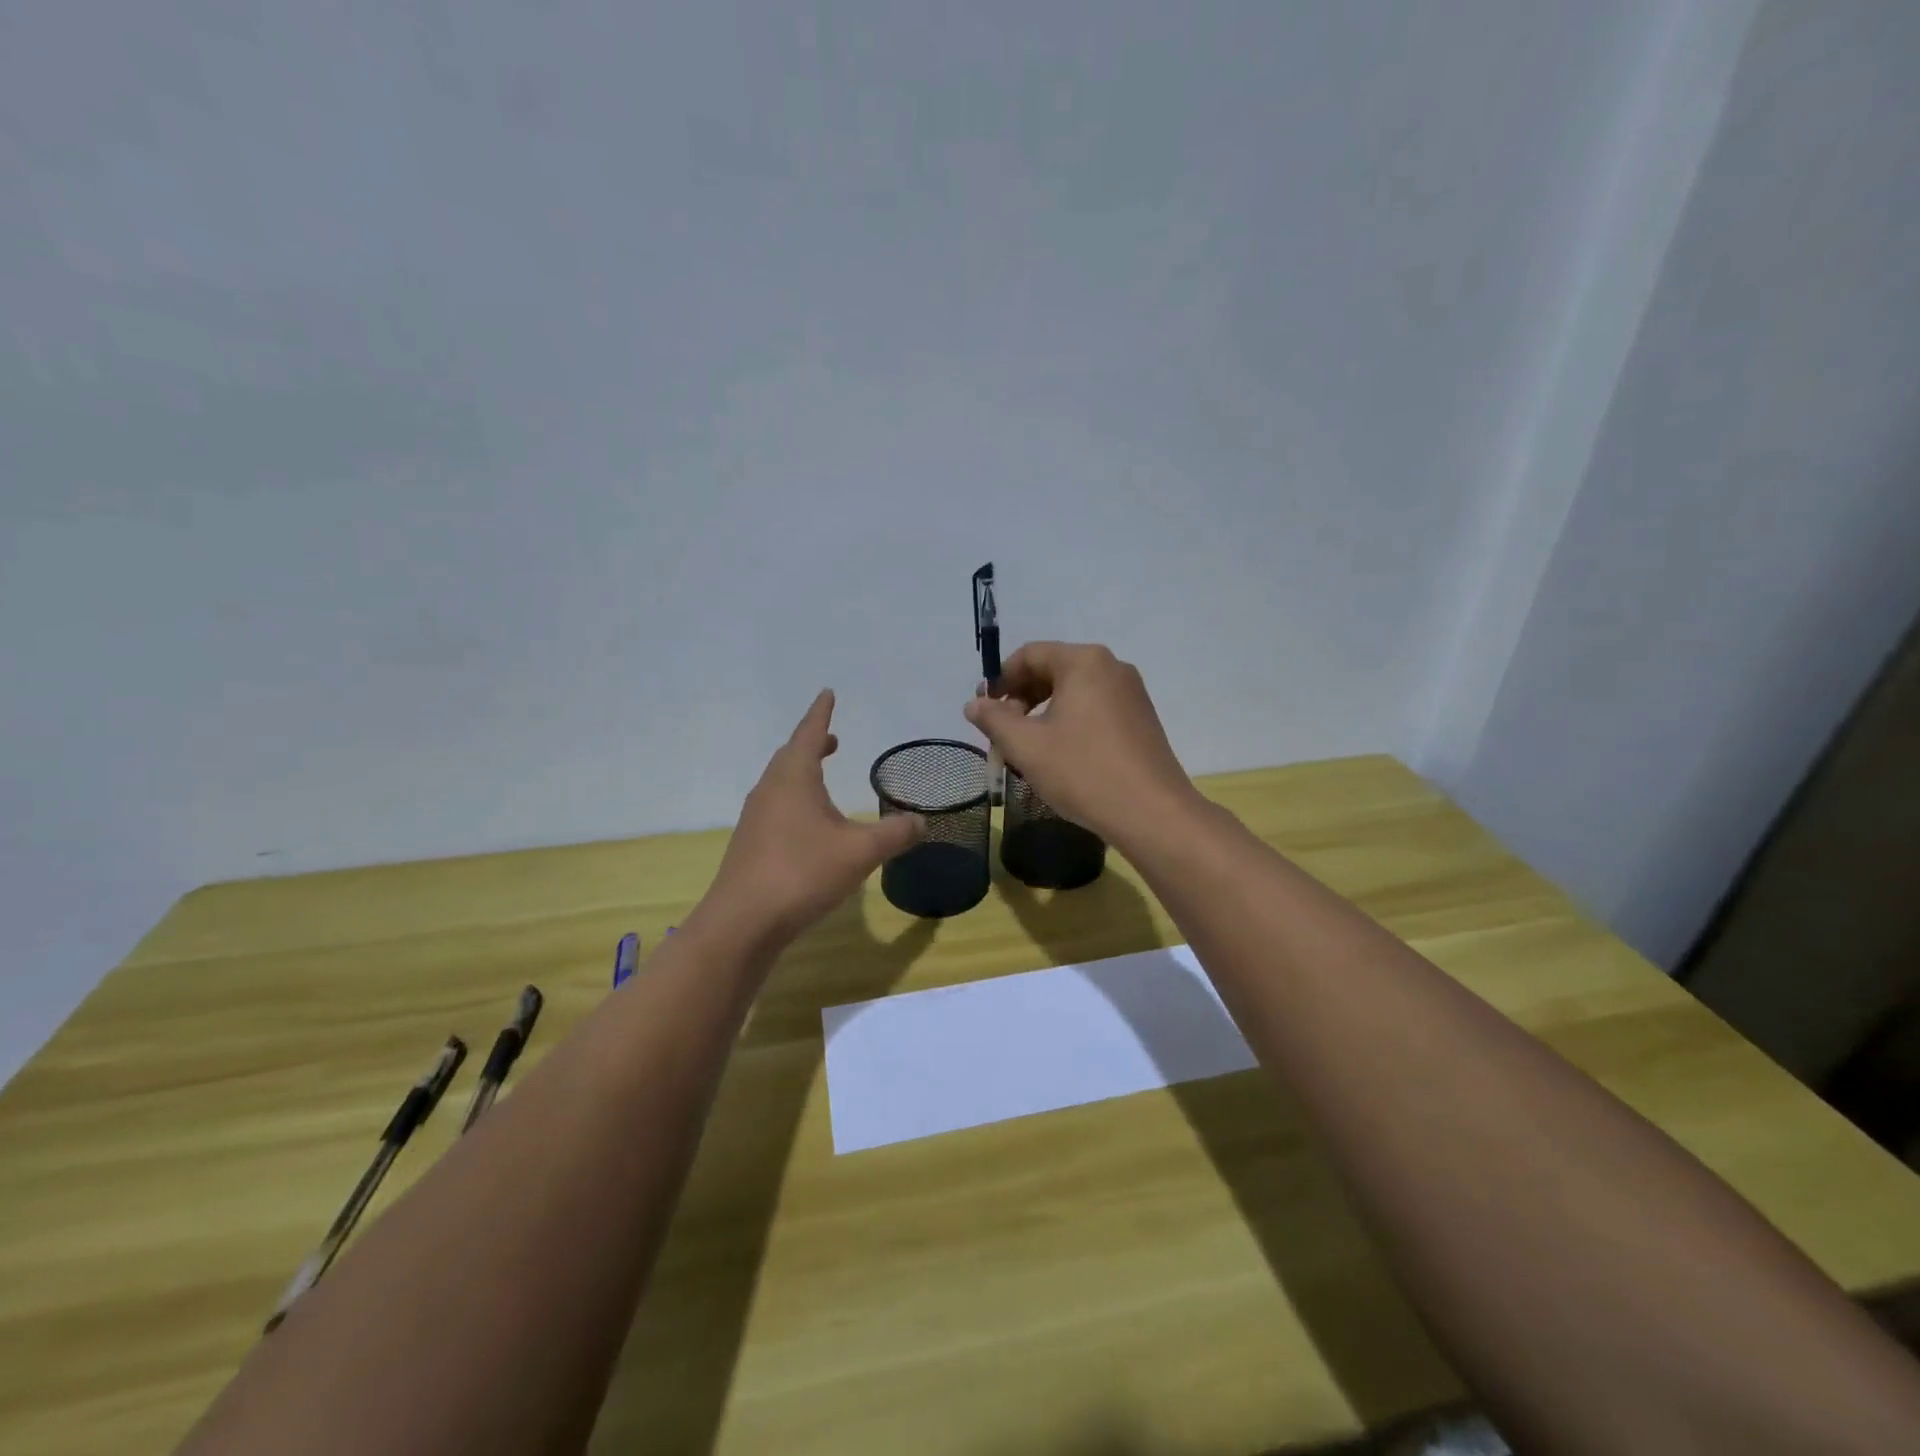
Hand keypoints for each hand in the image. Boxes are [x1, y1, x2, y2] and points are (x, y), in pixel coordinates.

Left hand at [697, 690, 924, 948]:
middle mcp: (770, 790)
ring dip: (802, 773)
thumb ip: (895, 834)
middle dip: (812, 744)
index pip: (809, 733)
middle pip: (790, 756)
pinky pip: (776, 808)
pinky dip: (795, 801)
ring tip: (822, 777)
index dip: (821, 713)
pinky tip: (808, 826)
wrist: (743, 922)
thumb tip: (922, 821)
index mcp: (794, 777)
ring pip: (781, 783)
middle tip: (832, 739)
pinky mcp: (750, 845)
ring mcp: (756, 818)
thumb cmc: (802, 872)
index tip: (827, 693)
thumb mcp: (860, 851)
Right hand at [964, 642, 1195, 848]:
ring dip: (1044, 711)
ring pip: (1075, 690)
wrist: (1152, 813)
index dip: (1001, 679)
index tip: (985, 710)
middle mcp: (1112, 667)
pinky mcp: (1142, 718)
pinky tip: (1062, 754)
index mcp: (1084, 662)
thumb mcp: (1026, 746)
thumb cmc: (1083, 771)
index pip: (1030, 654)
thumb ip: (994, 719)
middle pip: (1054, 669)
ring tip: (1029, 746)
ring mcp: (1131, 693)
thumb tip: (974, 704)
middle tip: (1004, 731)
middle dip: (1022, 696)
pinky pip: (1095, 707)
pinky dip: (1070, 721)